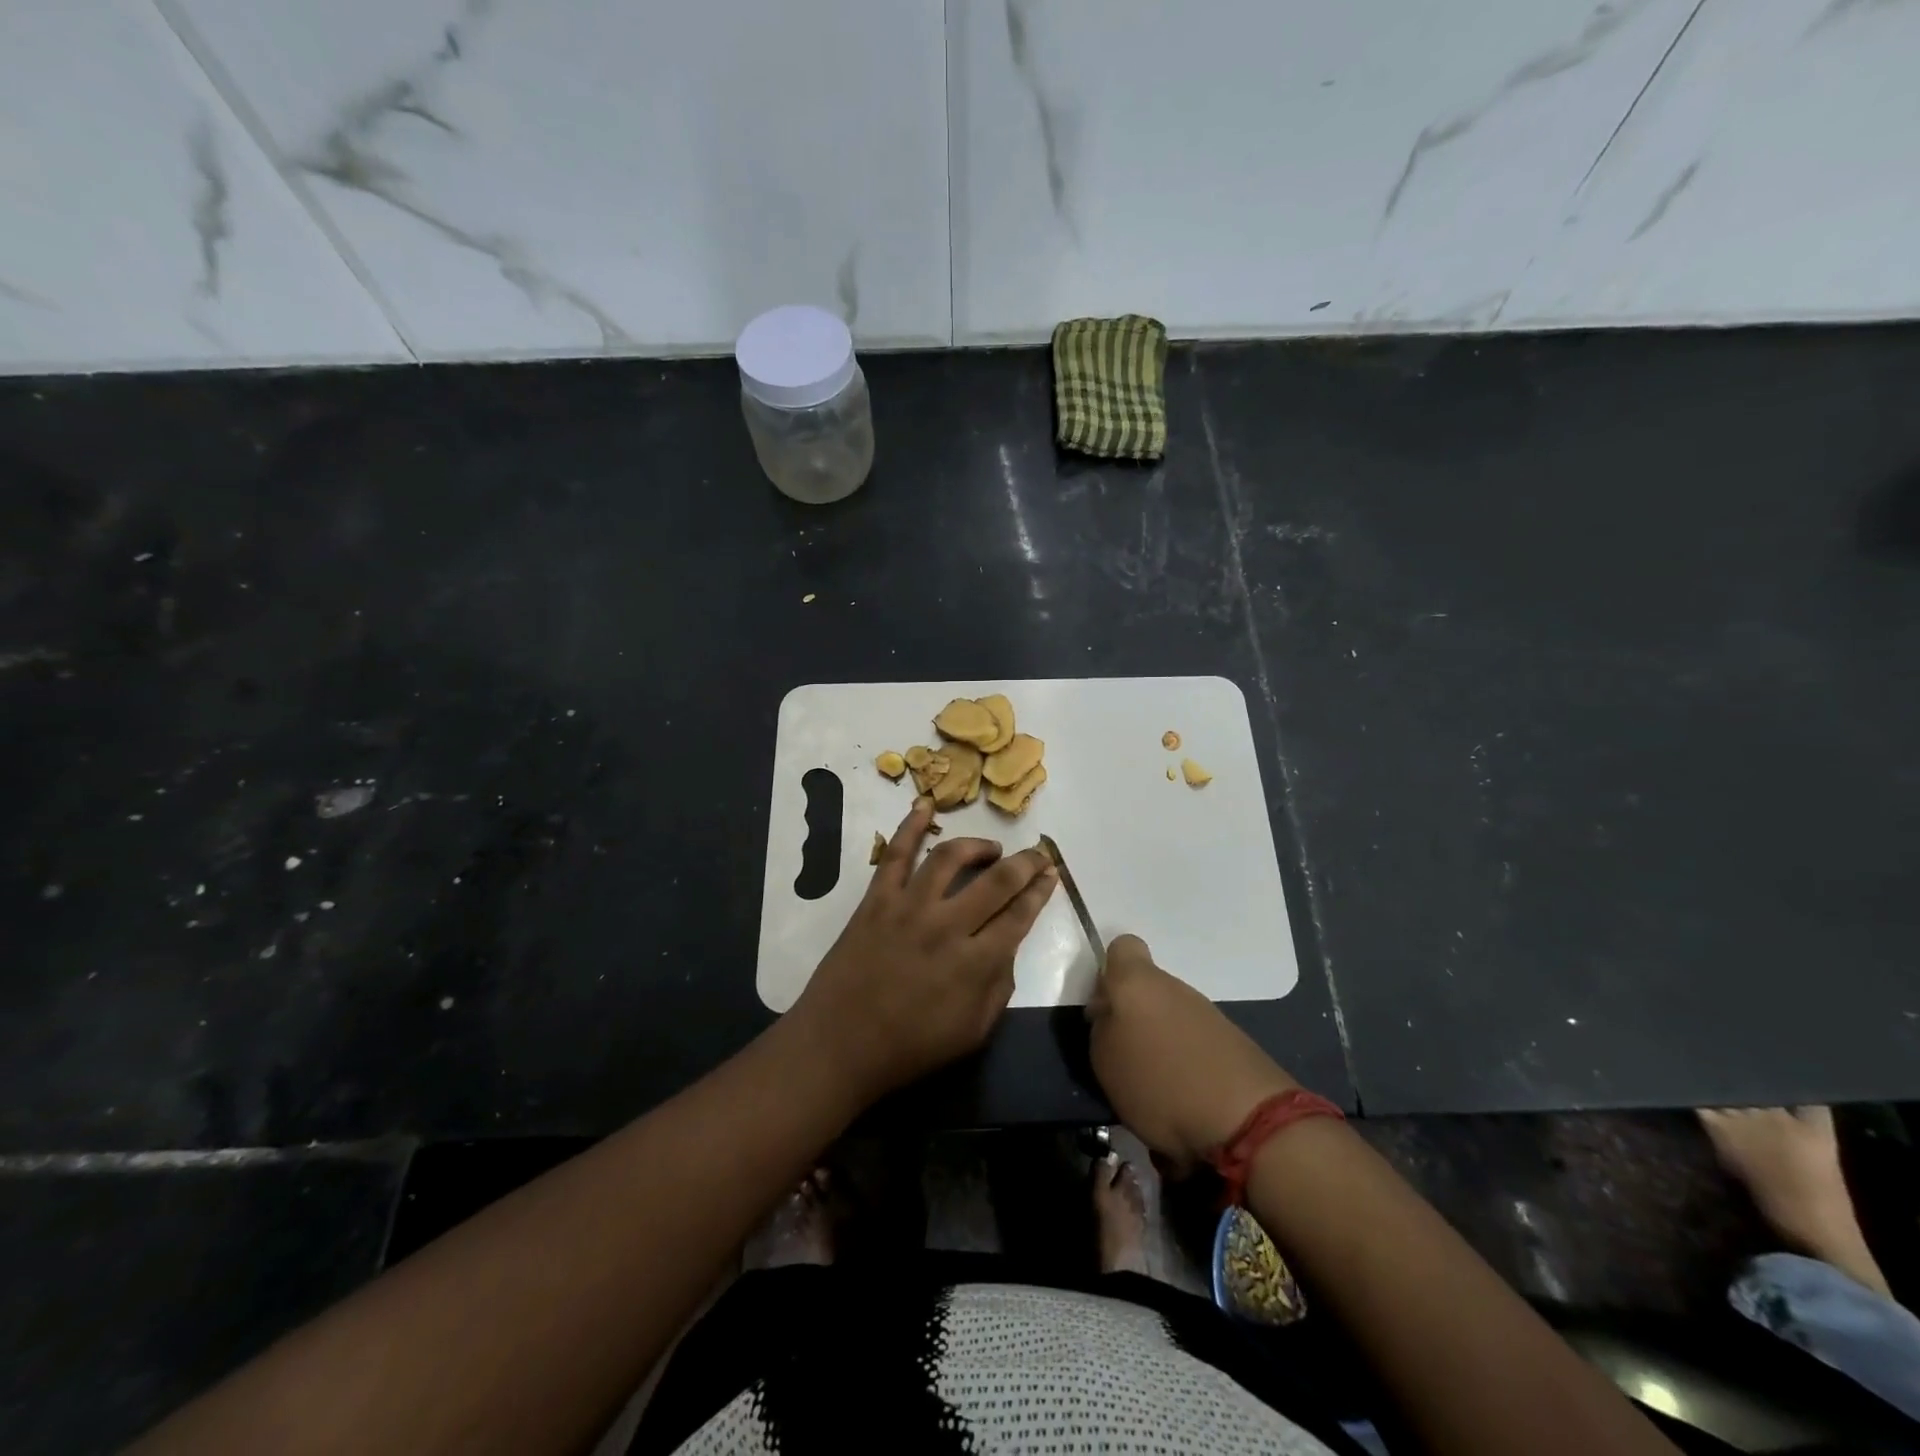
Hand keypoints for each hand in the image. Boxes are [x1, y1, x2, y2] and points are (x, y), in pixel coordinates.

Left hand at [791, 796, 1056, 1102]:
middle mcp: (948, 926)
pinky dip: (910, 826)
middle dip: (1025, 863)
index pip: (1020, 915)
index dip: (1041, 891)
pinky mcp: (877, 900)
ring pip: (950, 858)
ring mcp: (910, 908)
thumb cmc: (909, 1048)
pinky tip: (924, 806)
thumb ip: (999, 988)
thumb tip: (1006, 948)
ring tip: (990, 848)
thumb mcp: (973, 1033)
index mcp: (977, 964)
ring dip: (977, 846)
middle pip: (997, 881)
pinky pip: (895, 854)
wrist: (839, 1046)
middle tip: (1037, 854)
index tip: (1052, 873)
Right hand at [1086, 934, 1297, 1170]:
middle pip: (1145, 987)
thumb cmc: (1161, 1084)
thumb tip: (1109, 1014)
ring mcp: (1205, 1010)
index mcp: (1136, 982)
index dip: (1110, 972)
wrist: (1248, 1120)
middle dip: (1133, 1014)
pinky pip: (1194, 1039)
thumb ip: (1101, 1028)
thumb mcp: (1105, 1062)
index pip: (1122, 947)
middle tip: (1124, 1055)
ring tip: (1155, 1083)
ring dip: (1160, 1039)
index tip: (1105, 1007)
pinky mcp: (1231, 1038)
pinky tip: (1185, 1093)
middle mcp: (1173, 985)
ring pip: (1170, 1013)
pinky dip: (1186, 1059)